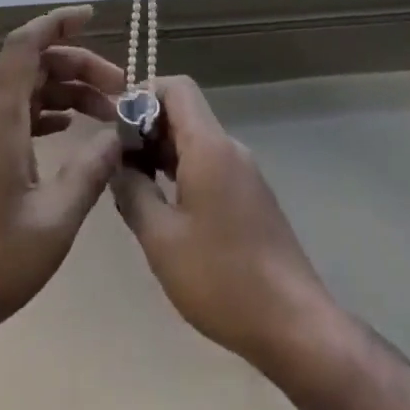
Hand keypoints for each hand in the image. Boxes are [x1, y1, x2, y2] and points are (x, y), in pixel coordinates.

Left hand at [0, 5, 125, 347]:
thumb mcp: (54, 223)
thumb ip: (90, 172)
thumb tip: (118, 134)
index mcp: (1, 121)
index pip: (25, 46)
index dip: (57, 22)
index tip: (92, 16)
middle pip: (33, 67)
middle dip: (78, 65)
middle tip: (119, 87)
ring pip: (27, 93)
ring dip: (66, 92)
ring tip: (106, 112)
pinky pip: (17, 118)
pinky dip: (48, 114)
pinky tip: (70, 132)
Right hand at [112, 75, 335, 371]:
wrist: (293, 321)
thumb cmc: (221, 277)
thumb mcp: (162, 240)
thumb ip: (133, 193)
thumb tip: (116, 164)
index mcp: (208, 145)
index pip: (177, 88)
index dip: (144, 94)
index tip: (117, 125)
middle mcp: (229, 147)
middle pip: (186, 113)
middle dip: (148, 128)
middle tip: (118, 163)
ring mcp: (244, 172)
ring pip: (197, 142)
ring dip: (164, 153)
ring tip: (135, 187)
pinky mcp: (251, 197)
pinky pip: (211, 166)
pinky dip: (183, 172)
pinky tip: (167, 210)